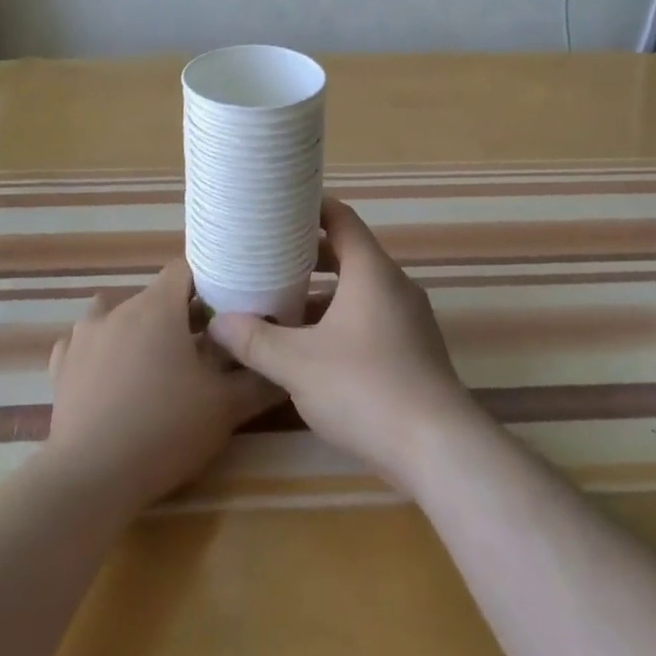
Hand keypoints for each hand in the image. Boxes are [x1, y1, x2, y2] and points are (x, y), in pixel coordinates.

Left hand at [44, 259, 280, 513]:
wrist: (91, 478)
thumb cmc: (164, 431)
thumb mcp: (225, 409)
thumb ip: (258, 381)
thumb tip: (284, 367)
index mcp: (158, 307)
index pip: (185, 269)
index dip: (207, 283)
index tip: (224, 308)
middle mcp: (119, 309)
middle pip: (154, 296)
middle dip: (178, 314)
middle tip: (200, 348)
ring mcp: (84, 336)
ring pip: (116, 314)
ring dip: (135, 328)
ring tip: (152, 362)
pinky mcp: (61, 366)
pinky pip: (84, 343)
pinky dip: (99, 351)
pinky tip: (109, 375)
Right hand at [207, 198, 482, 493]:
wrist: (439, 449)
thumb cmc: (365, 388)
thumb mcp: (298, 364)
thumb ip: (255, 341)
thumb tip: (217, 323)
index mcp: (371, 271)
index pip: (341, 219)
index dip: (310, 207)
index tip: (278, 206)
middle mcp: (394, 286)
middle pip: (348, 254)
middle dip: (307, 256)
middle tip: (267, 258)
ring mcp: (409, 320)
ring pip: (358, 291)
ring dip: (322, 294)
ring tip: (280, 304)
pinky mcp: (413, 352)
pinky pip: (370, 319)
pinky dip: (340, 321)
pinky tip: (312, 350)